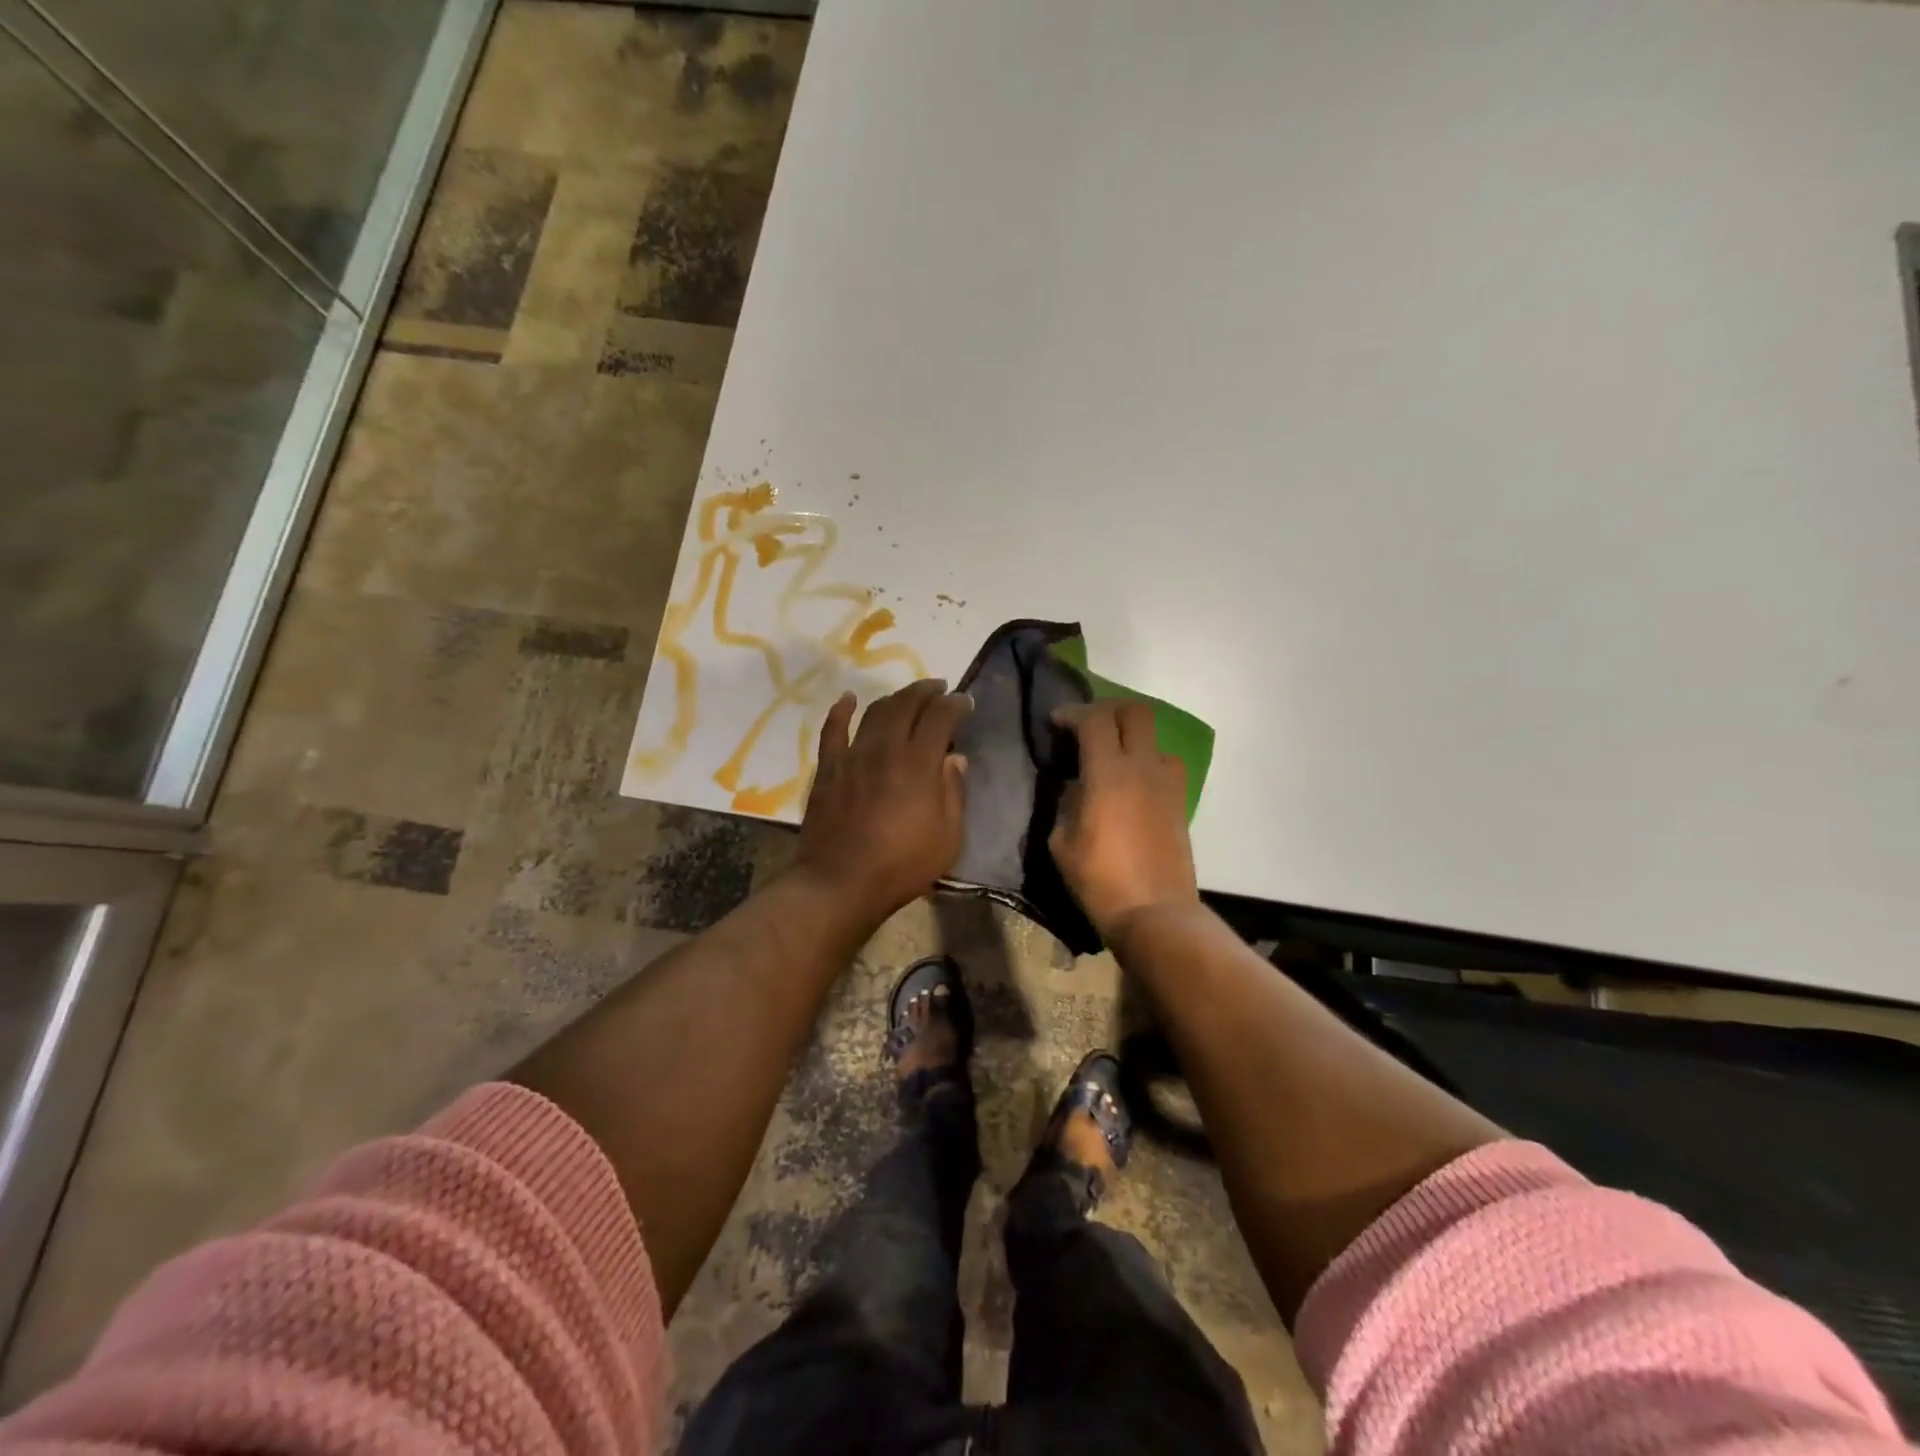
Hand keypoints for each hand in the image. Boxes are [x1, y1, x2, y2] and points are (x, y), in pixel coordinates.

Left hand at [794, 679, 972, 924]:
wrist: (841, 883)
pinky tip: (848, 699)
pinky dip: (841, 710)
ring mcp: (853, 755)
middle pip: (906, 705)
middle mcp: (886, 748)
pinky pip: (832, 730)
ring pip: (874, 712)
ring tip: (907, 696)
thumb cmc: (902, 865)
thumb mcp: (948, 838)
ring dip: (894, 697)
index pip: (941, 718)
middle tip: (939, 689)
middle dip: (926, 691)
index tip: (965, 701)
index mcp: (919, 763)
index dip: (955, 704)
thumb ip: (954, 793)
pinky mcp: (828, 768)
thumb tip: (955, 759)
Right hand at [1050, 700, 1199, 943]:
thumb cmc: (1100, 879)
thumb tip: (1076, 787)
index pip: (1094, 720)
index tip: (1056, 722)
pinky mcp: (1180, 802)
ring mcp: (1167, 783)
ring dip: (1131, 737)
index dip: (1072, 713)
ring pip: (1155, 737)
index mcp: (1109, 773)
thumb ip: (1067, 804)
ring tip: (1112, 757)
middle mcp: (1143, 767)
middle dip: (1108, 710)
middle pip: (1135, 712)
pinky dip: (1146, 762)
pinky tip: (1131, 784)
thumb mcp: (1062, 842)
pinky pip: (1165, 765)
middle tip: (1087, 726)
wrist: (1155, 913)